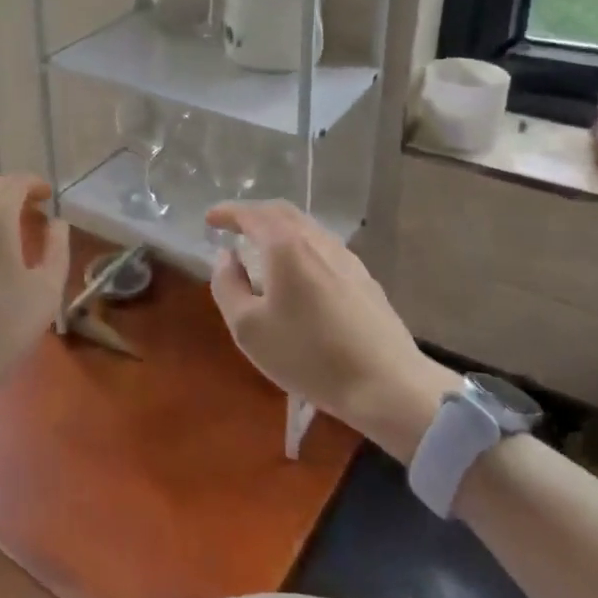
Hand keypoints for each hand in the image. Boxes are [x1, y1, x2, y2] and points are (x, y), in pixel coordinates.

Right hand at [205, 200, 454, 459]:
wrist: (387, 384)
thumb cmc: (309, 355)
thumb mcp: (248, 328)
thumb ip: (227, 285)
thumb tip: (226, 258)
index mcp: (285, 245)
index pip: (251, 214)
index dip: (227, 212)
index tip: (210, 219)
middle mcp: (316, 240)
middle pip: (281, 212)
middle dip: (253, 214)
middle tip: (234, 227)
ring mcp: (345, 257)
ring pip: (305, 228)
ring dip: (278, 229)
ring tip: (262, 249)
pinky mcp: (363, 277)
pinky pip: (322, 247)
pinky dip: (299, 246)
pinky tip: (298, 273)